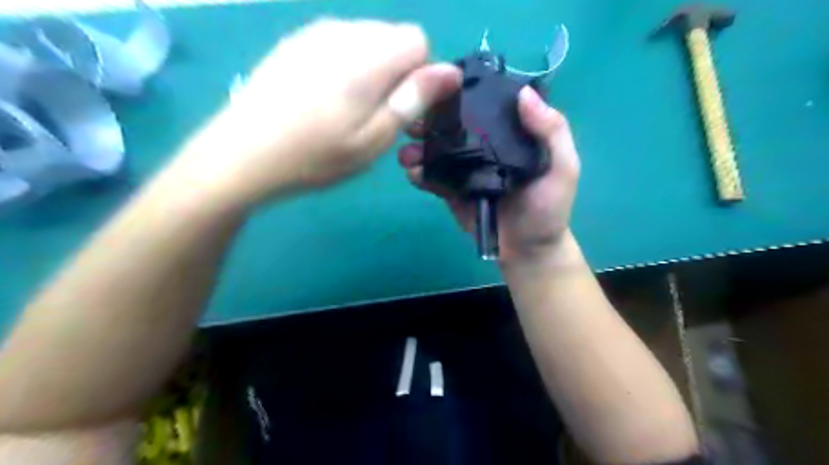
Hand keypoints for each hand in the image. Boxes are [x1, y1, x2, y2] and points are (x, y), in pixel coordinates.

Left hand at [177, 19, 459, 206]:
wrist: (242, 155)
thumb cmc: (316, 156)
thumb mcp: (374, 139)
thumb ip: (413, 100)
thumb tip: (451, 72)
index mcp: (366, 57)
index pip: (418, 40)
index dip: (420, 75)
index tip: (403, 109)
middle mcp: (342, 32)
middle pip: (392, 37)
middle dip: (396, 72)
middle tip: (375, 116)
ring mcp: (313, 33)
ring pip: (366, 40)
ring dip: (371, 71)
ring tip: (348, 110)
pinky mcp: (293, 42)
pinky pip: (338, 44)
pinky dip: (345, 67)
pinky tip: (324, 99)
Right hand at [398, 86, 577, 260]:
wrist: (527, 250)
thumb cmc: (548, 209)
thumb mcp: (563, 168)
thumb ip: (552, 132)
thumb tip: (524, 93)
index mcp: (508, 135)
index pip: (484, 105)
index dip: (463, 92)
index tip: (440, 81)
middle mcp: (484, 146)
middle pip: (454, 125)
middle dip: (431, 119)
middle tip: (414, 118)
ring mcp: (465, 169)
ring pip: (437, 150)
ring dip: (418, 146)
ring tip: (407, 150)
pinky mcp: (452, 191)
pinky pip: (433, 178)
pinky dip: (419, 173)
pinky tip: (413, 172)